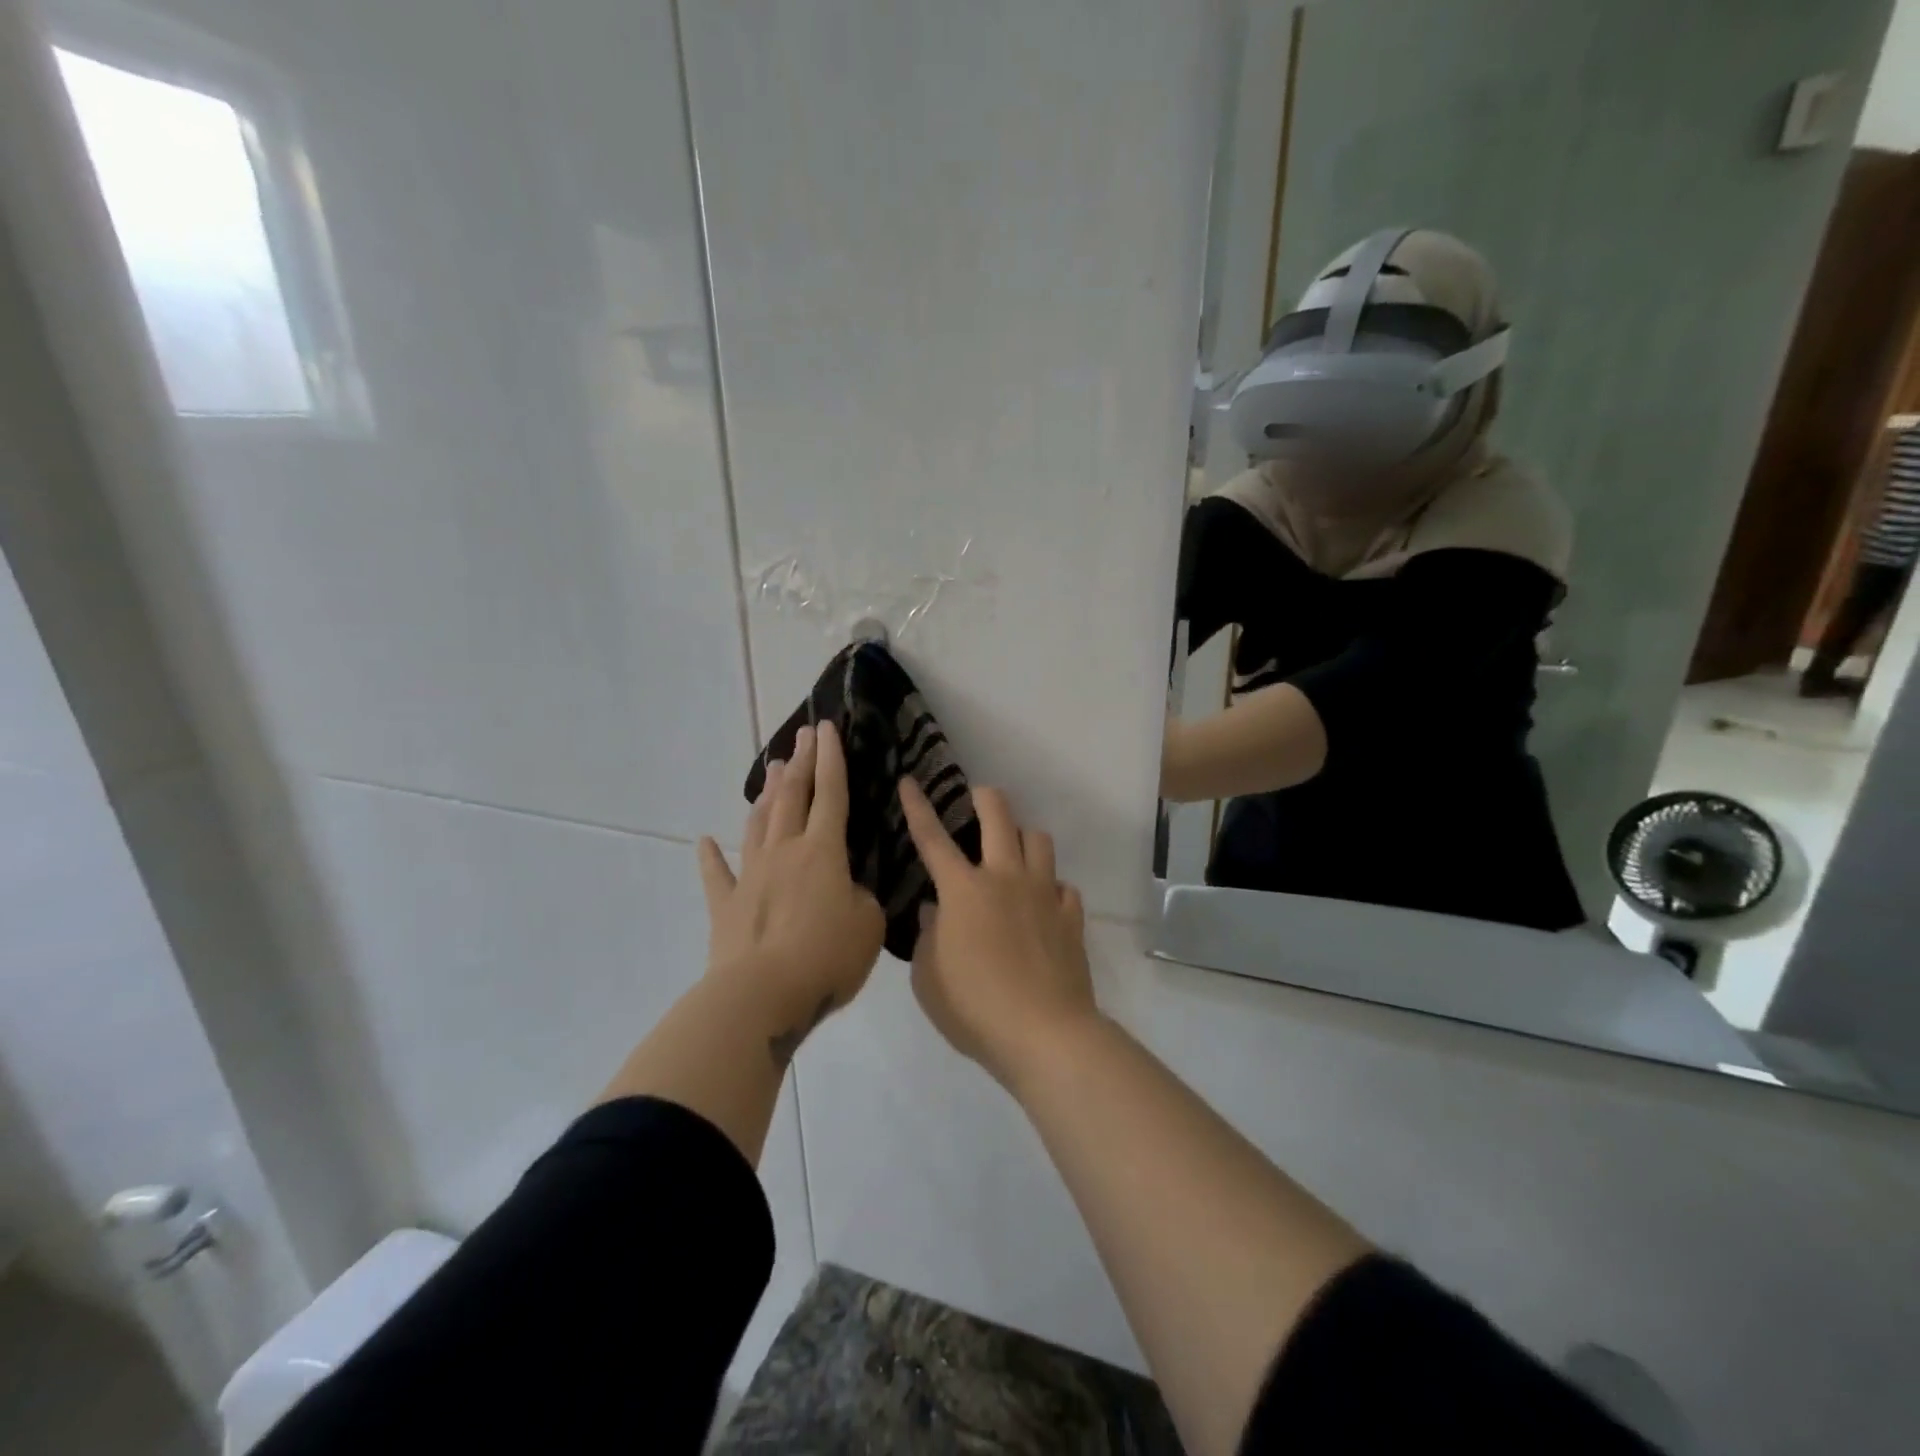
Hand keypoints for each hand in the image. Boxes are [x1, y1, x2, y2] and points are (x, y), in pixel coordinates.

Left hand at [698, 722, 885, 1062]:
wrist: (762, 997)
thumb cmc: (825, 957)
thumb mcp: (868, 926)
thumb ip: (861, 899)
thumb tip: (846, 893)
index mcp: (823, 851)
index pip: (831, 794)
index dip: (831, 759)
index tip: (826, 728)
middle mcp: (784, 852)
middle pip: (793, 798)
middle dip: (800, 763)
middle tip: (802, 735)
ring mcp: (751, 877)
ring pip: (759, 825)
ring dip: (767, 795)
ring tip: (773, 769)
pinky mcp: (727, 907)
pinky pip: (717, 876)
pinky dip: (710, 858)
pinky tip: (704, 841)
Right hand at [898, 778, 1095, 1086]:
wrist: (1044, 1033)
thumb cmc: (974, 1008)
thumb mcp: (928, 978)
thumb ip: (928, 937)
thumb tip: (936, 912)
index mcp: (963, 890)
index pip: (932, 838)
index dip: (918, 807)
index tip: (910, 781)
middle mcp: (1005, 878)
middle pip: (999, 816)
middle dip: (986, 797)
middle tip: (978, 798)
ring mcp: (1044, 894)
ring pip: (1039, 840)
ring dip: (1023, 837)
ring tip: (1014, 852)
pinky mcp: (1071, 917)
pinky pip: (1064, 886)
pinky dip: (1052, 888)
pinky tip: (1045, 904)